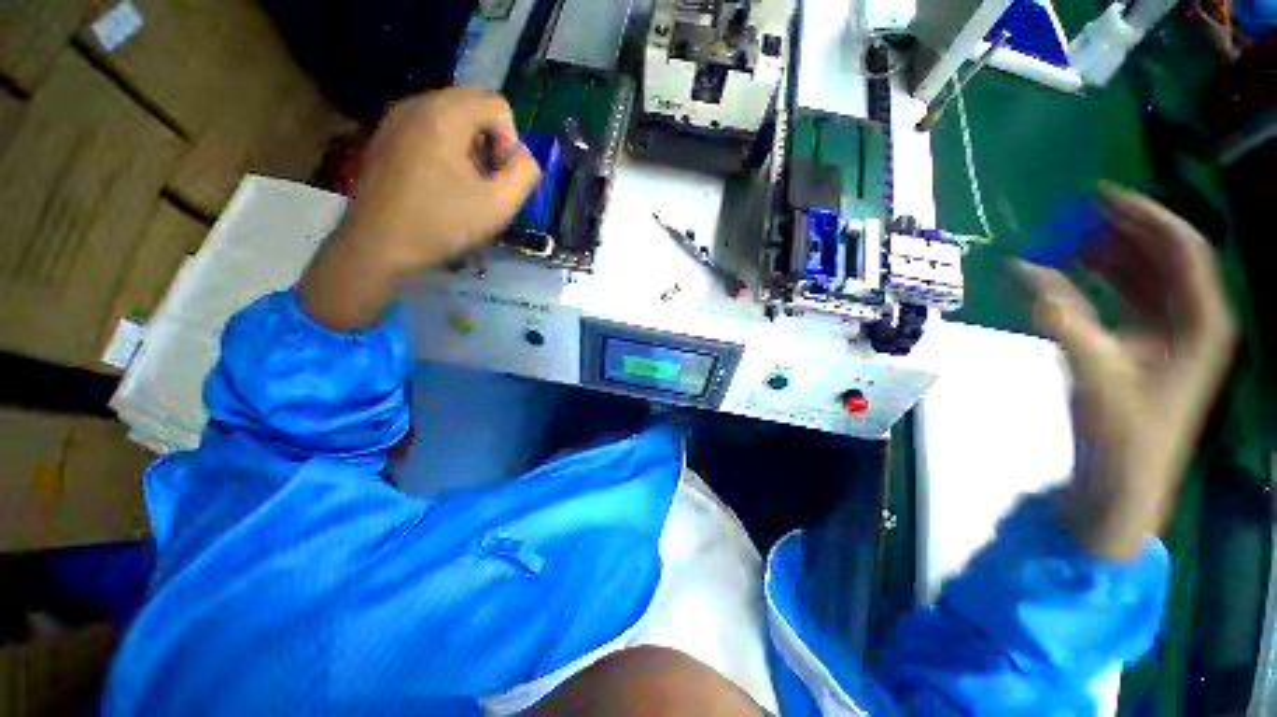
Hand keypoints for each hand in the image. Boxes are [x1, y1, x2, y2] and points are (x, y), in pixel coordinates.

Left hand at [300, 89, 540, 329]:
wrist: (378, 245)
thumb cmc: (441, 224)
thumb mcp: (500, 204)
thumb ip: (525, 173)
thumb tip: (522, 157)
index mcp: (445, 114)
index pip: (498, 105)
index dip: (511, 142)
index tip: (500, 177)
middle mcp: (417, 103)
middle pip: (474, 107)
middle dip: (492, 143)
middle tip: (487, 182)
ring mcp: (396, 118)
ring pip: (452, 118)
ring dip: (471, 147)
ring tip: (466, 186)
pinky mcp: (386, 136)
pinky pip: (430, 129)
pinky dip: (447, 149)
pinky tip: (442, 184)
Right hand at [1019, 189, 1235, 559]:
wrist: (1122, 483)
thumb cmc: (1122, 432)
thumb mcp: (1091, 368)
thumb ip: (1055, 313)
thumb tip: (1018, 268)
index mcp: (1201, 321)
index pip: (1182, 248)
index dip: (1145, 216)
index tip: (1101, 196)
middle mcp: (1193, 320)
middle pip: (1164, 257)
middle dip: (1122, 233)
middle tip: (1075, 217)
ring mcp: (1170, 334)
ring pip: (1145, 276)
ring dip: (1109, 255)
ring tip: (1068, 241)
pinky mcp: (1145, 347)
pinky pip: (1127, 299)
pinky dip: (1100, 282)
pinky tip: (1072, 275)